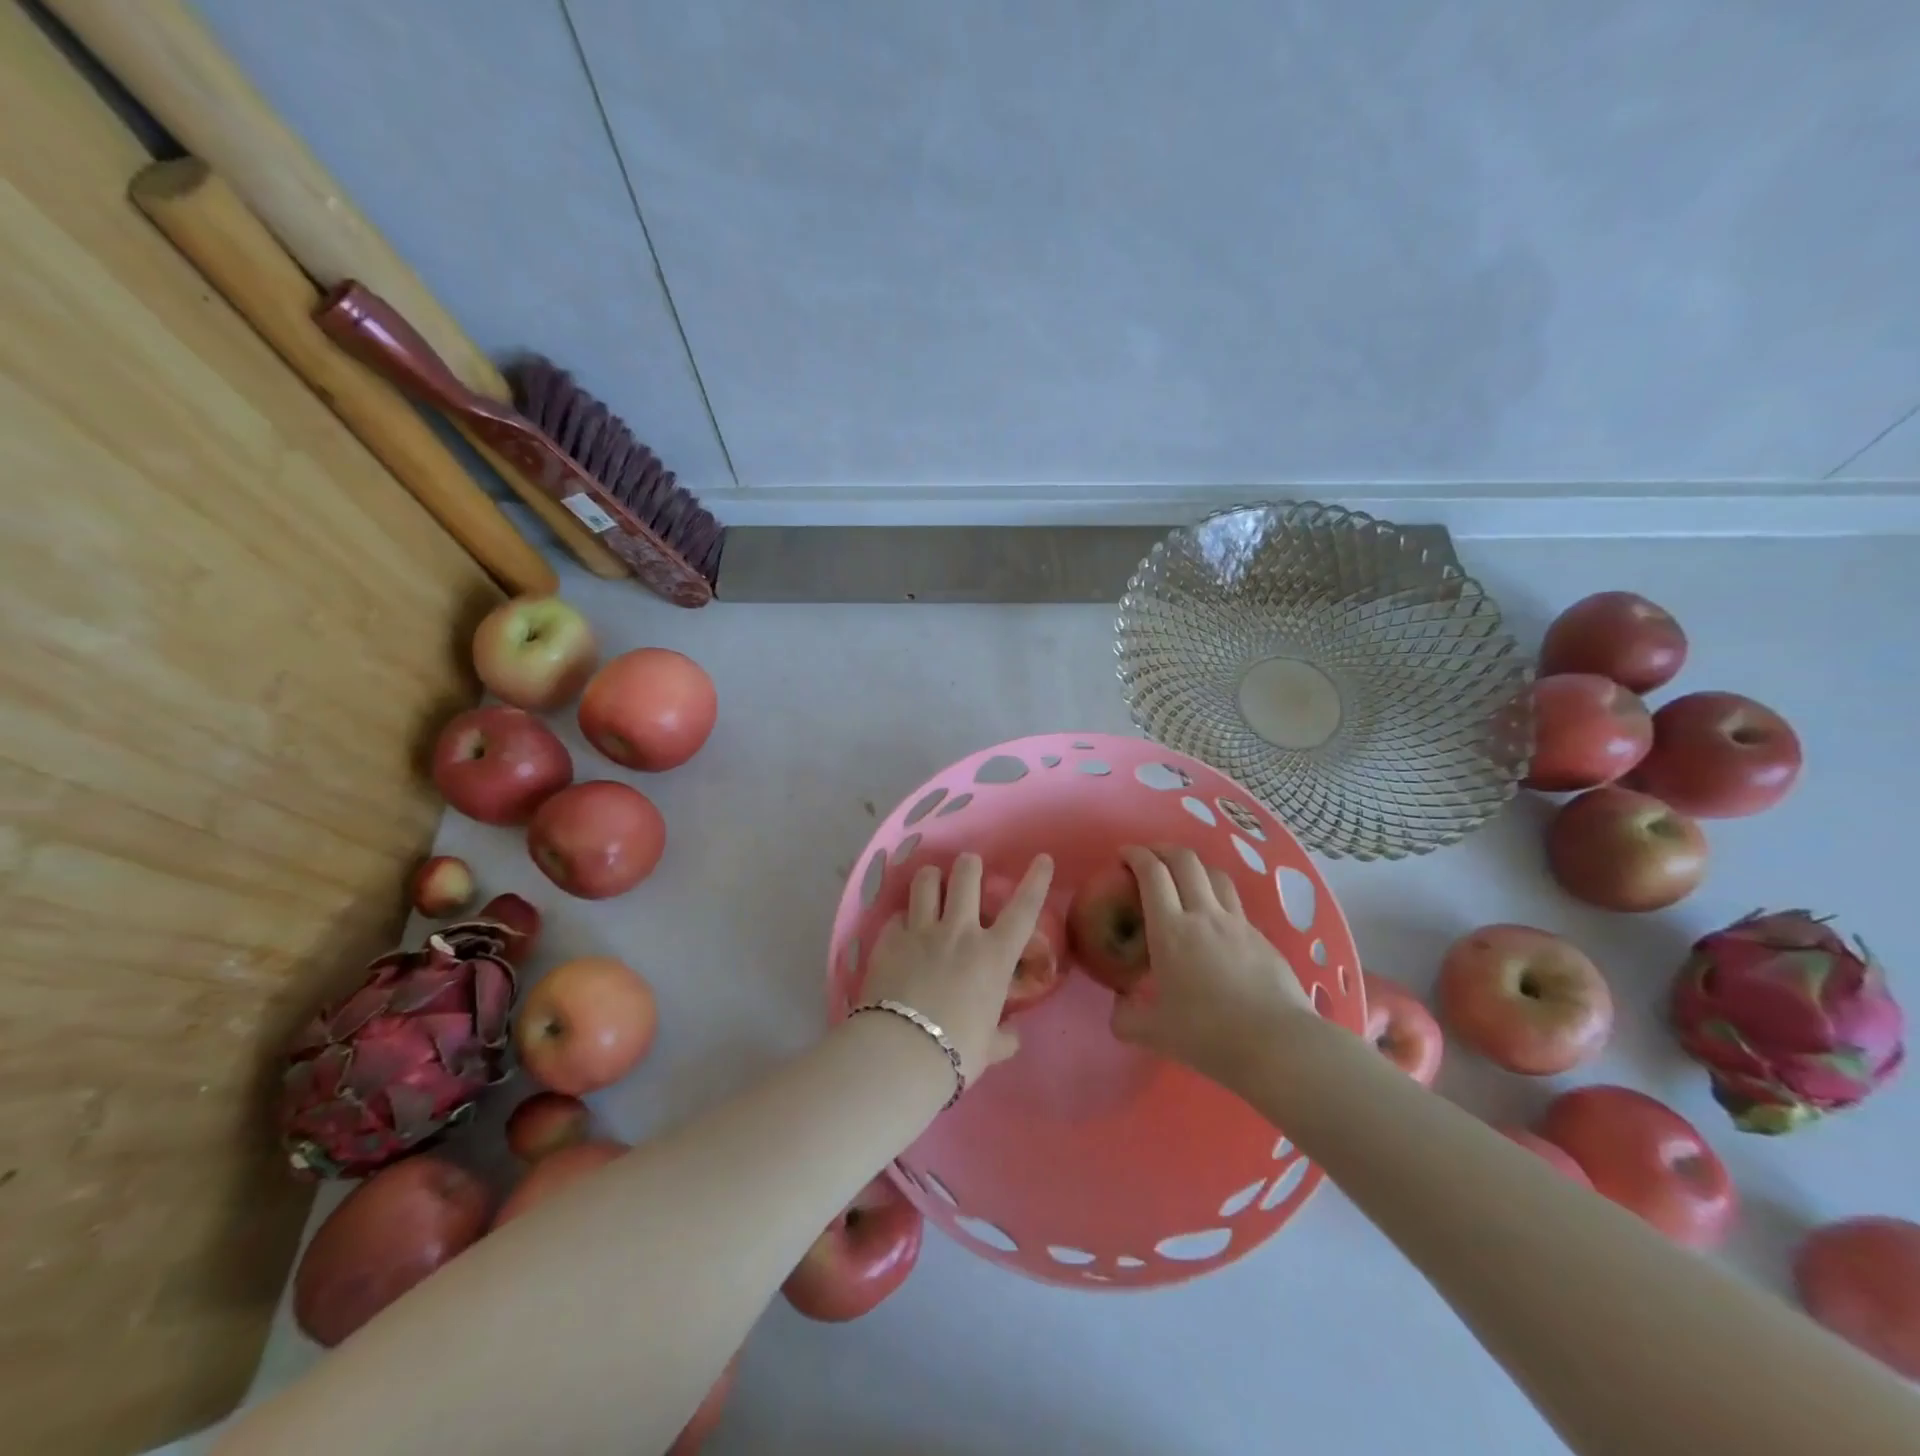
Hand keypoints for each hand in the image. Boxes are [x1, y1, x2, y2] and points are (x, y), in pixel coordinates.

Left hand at [857, 853, 1054, 1085]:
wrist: (902, 1051)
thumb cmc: (957, 1052)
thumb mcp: (989, 1048)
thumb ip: (1002, 1037)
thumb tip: (1011, 1037)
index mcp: (993, 956)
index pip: (1024, 909)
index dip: (1036, 880)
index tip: (1042, 858)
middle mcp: (960, 932)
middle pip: (967, 876)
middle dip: (970, 865)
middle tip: (969, 867)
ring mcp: (922, 931)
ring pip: (927, 881)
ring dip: (932, 877)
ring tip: (932, 881)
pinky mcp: (889, 939)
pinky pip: (897, 915)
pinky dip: (902, 918)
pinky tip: (901, 928)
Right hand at [1110, 845, 1313, 1085]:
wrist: (1277, 1044)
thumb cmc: (1208, 1034)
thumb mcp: (1154, 1032)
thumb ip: (1127, 1018)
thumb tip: (1118, 1008)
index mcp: (1171, 930)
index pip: (1152, 874)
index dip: (1136, 855)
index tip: (1123, 854)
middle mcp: (1203, 915)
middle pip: (1185, 860)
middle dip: (1163, 850)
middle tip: (1149, 857)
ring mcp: (1237, 923)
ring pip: (1215, 874)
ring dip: (1193, 866)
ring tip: (1182, 877)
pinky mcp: (1261, 937)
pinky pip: (1234, 903)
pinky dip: (1217, 895)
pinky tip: (1213, 918)